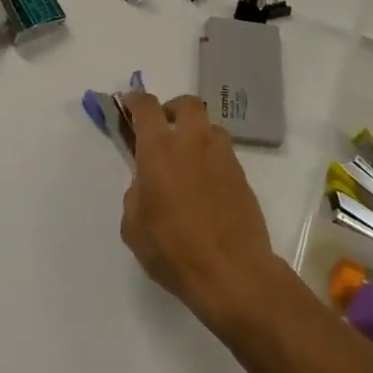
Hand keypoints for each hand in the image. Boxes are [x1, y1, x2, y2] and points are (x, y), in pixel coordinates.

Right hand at [119, 91, 287, 336]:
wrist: (232, 271)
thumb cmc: (173, 249)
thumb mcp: (134, 226)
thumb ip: (137, 193)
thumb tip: (148, 184)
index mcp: (160, 148)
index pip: (146, 107)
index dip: (136, 101)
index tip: (129, 104)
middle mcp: (194, 142)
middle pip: (186, 105)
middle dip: (173, 109)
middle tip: (163, 129)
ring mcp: (223, 156)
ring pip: (209, 128)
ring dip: (196, 134)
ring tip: (186, 161)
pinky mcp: (242, 175)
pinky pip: (223, 154)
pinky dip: (210, 160)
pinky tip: (204, 187)